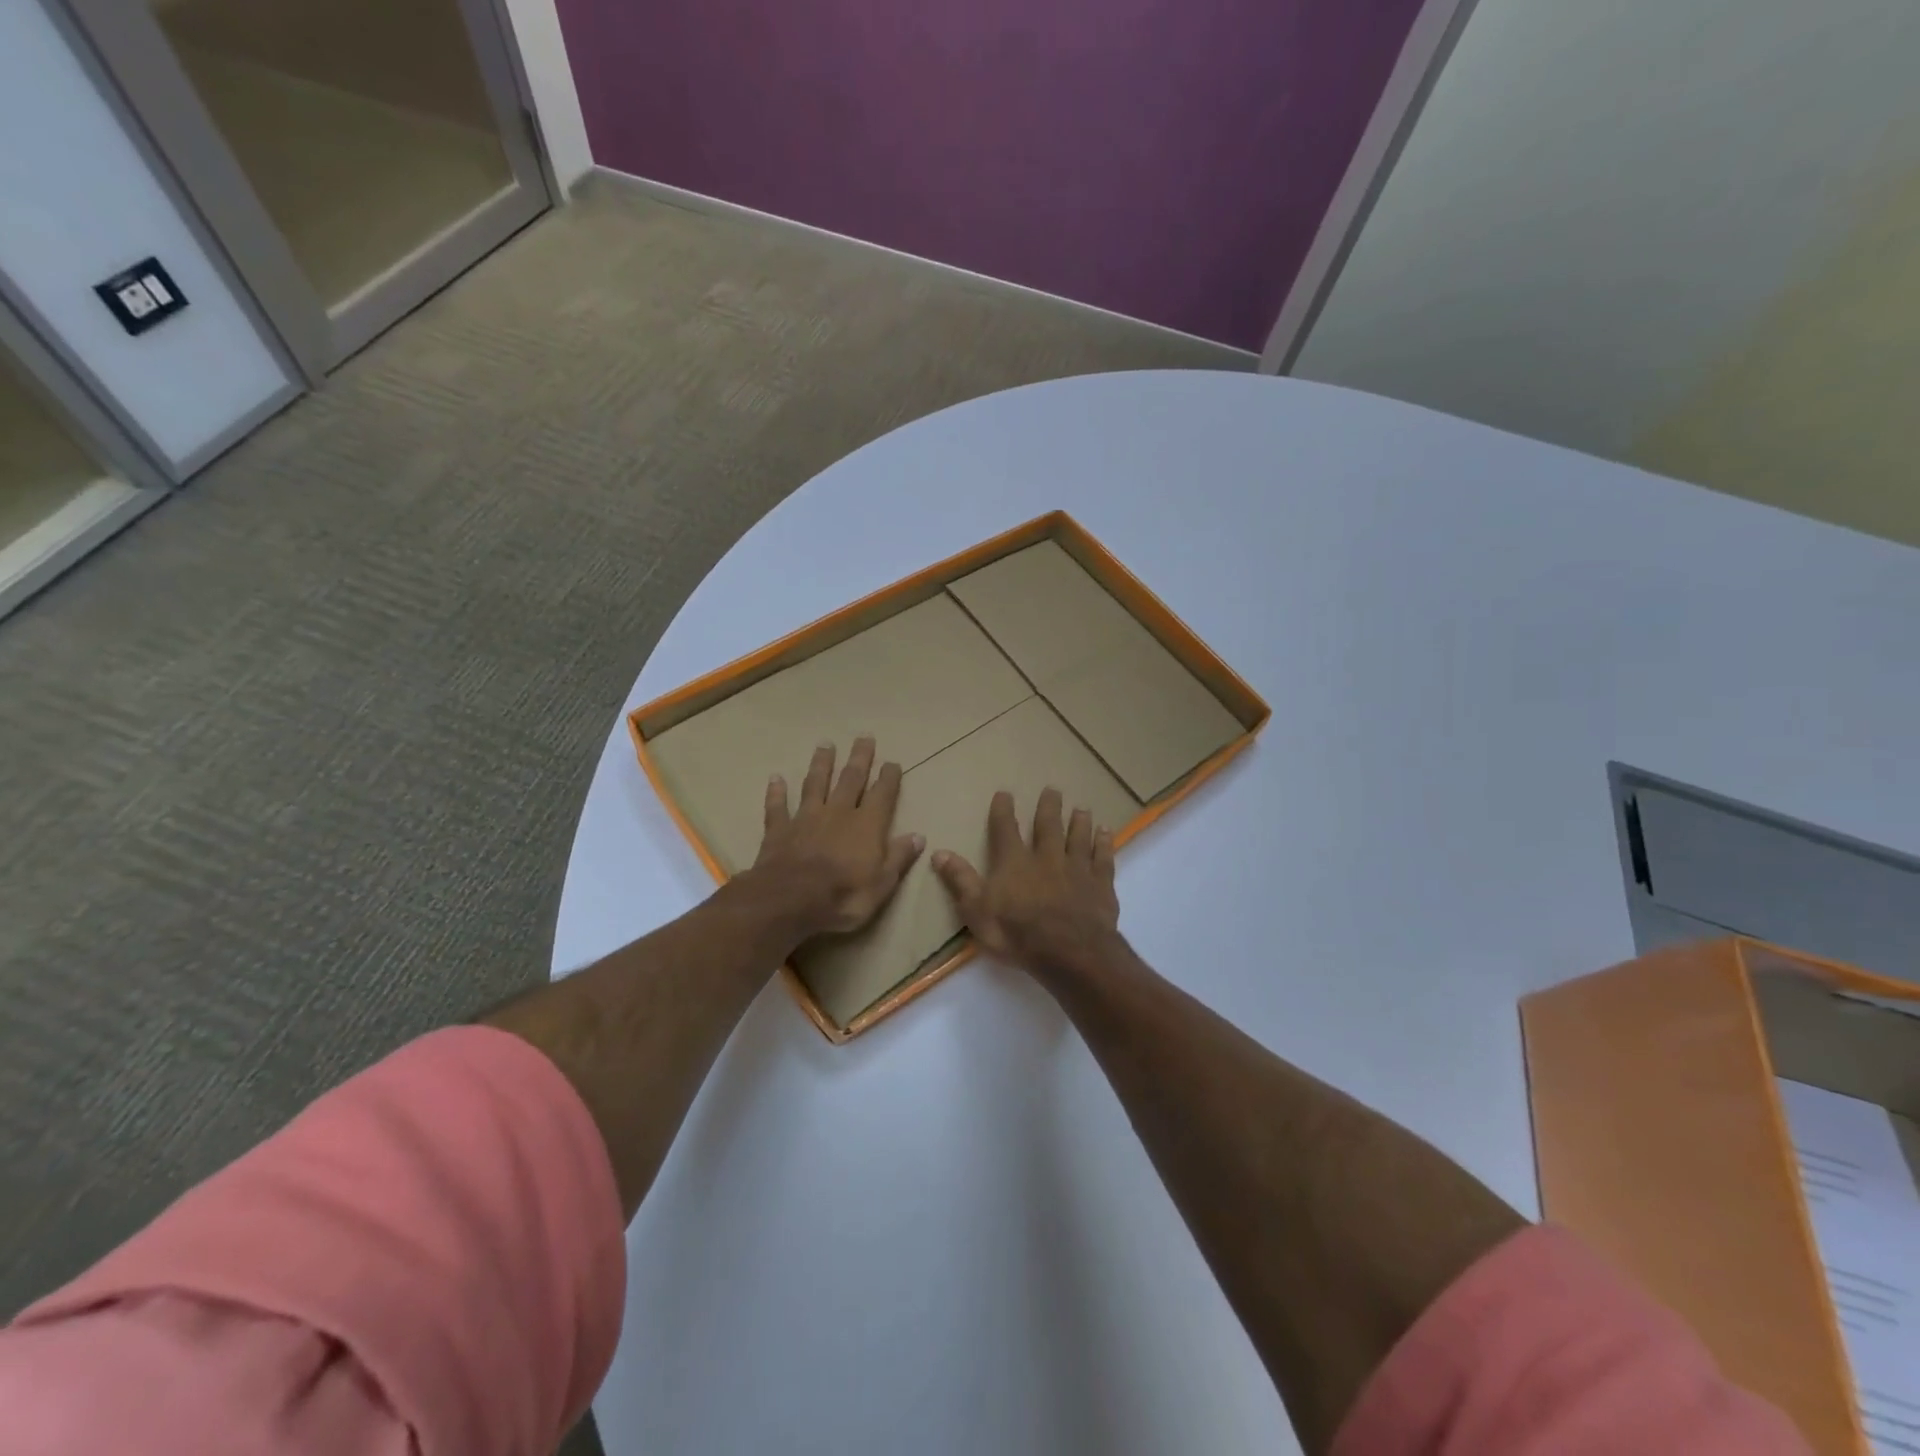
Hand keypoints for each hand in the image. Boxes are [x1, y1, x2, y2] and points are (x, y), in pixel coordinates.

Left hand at [751, 737, 923, 937]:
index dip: (889, 778)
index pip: (882, 794)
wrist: (790, 901)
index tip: (892, 762)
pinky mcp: (779, 830)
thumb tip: (918, 836)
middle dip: (859, 758)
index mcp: (867, 825)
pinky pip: (778, 807)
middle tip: (864, 737)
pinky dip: (777, 792)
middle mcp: (838, 813)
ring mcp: (806, 818)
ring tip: (825, 745)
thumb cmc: (843, 896)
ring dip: (821, 764)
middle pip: (850, 779)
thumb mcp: (882, 884)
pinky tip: (775, 778)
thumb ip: (899, 857)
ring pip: (815, 784)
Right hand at [931, 788, 1120, 974]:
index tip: (1005, 793)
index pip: (1005, 829)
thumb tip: (938, 852)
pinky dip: (1104, 844)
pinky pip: (1103, 858)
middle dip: (1048, 807)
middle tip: (1052, 790)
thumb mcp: (977, 911)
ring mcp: (1076, 869)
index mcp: (1014, 862)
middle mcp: (1046, 857)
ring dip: (1079, 822)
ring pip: (1078, 838)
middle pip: (1047, 826)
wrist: (1069, 951)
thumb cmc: (1017, 933)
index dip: (1003, 811)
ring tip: (1082, 808)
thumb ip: (960, 880)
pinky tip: (1107, 833)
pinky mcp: (1100, 884)